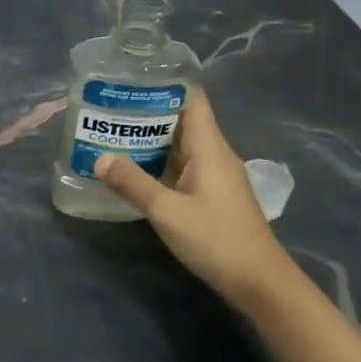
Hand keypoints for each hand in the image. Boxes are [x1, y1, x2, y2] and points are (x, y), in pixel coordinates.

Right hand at [93, 87, 300, 311]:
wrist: (261, 284)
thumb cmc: (218, 240)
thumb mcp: (168, 212)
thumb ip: (133, 183)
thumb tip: (99, 157)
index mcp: (210, 148)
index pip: (192, 99)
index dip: (166, 84)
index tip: (132, 78)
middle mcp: (215, 155)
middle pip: (183, 120)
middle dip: (148, 110)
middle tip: (109, 106)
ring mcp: (215, 177)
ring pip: (181, 145)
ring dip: (151, 138)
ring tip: (113, 131)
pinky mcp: (212, 196)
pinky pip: (182, 166)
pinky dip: (159, 161)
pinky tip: (134, 168)